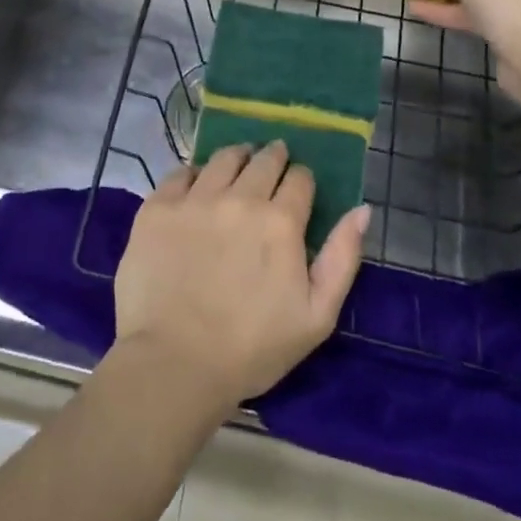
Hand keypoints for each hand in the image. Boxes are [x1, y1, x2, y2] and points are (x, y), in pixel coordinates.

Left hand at [113, 142, 369, 412]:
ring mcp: (194, 199)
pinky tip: (196, 186)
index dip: (302, 180)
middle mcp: (239, 198)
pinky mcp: (158, 208)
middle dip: (274, 157)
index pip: (300, 179)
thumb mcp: (317, 316)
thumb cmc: (252, 348)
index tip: (298, 186)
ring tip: (238, 162)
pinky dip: (194, 174)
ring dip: (237, 157)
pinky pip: (180, 173)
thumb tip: (362, 209)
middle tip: (272, 159)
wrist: (174, 363)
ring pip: (222, 159)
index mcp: (280, 221)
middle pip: (263, 160)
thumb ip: (342, 257)